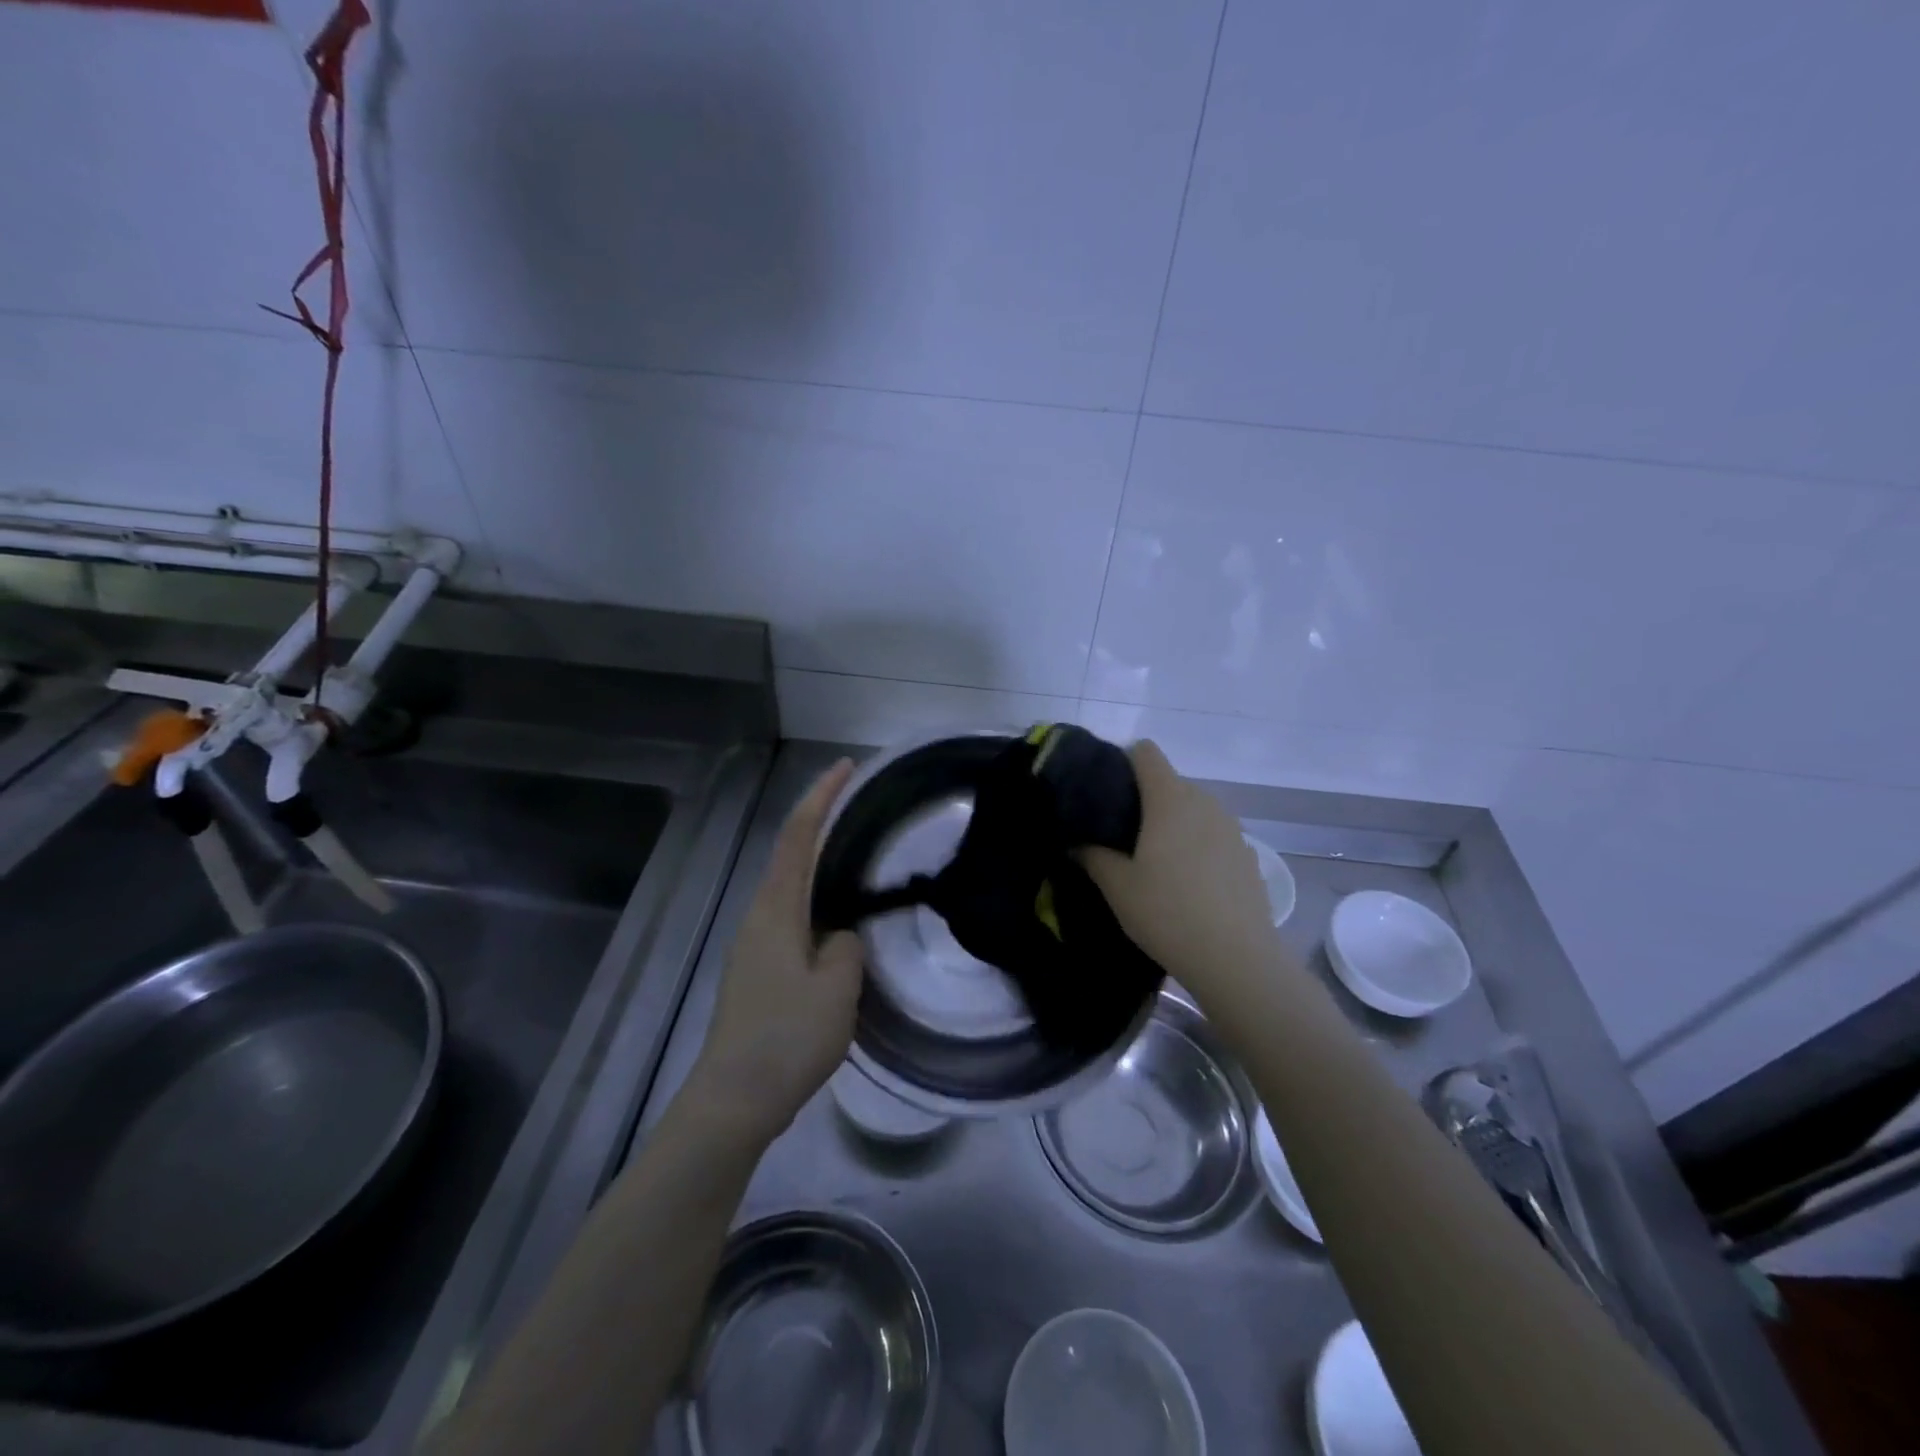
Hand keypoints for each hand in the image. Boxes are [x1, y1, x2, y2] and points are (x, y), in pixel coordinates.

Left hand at [689, 759, 864, 1142]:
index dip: (821, 796)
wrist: (733, 1098)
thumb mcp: (837, 989)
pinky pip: (791, 915)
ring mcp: (754, 943)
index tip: (845, 767)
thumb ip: (847, 949)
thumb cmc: (787, 1037)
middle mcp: (759, 915)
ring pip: (790, 886)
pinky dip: (815, 897)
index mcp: (777, 909)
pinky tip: (837, 917)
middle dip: (821, 821)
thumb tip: (840, 938)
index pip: (798, 836)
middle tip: (860, 806)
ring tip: (856, 856)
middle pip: (790, 853)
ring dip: (818, 861)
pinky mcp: (756, 969)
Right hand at [1079, 740, 1279, 998]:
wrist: (1236, 960)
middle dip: (1145, 799)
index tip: (1106, 792)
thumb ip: (1092, 856)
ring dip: (1173, 823)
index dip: (1123, 762)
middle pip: (1169, 782)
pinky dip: (1198, 846)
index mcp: (1170, 799)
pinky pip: (1214, 836)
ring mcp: (1232, 828)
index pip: (1145, 753)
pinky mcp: (1248, 855)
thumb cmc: (1168, 913)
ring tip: (1154, 861)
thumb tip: (1076, 842)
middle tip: (1121, 834)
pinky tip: (1189, 883)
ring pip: (1194, 810)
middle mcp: (1205, 802)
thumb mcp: (1117, 887)